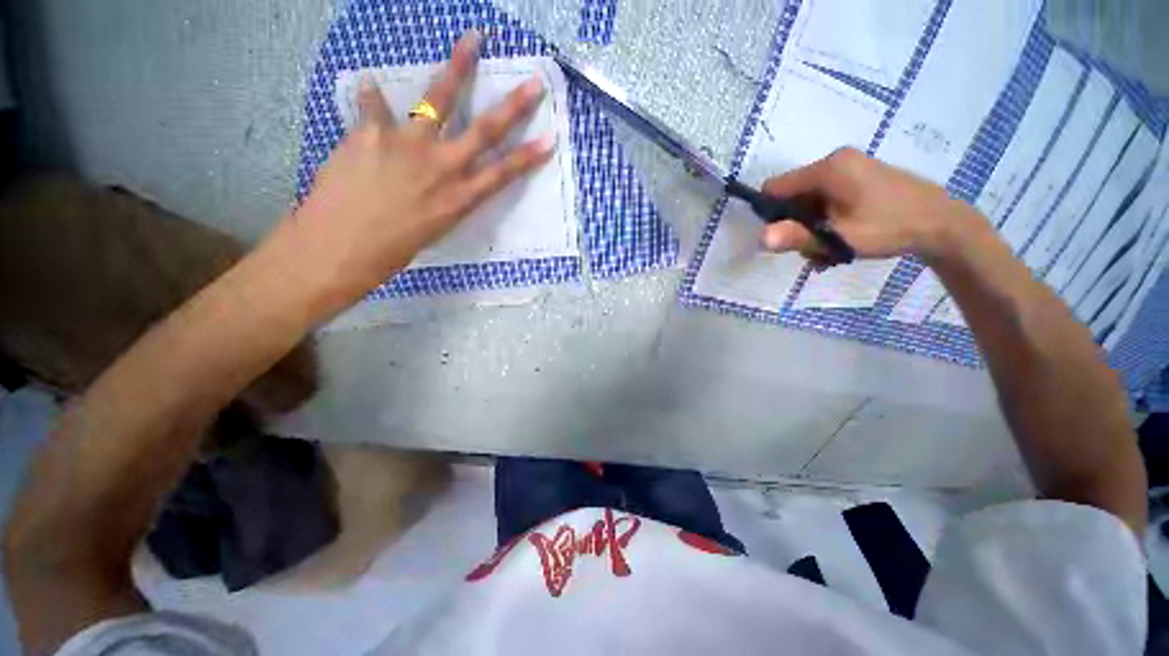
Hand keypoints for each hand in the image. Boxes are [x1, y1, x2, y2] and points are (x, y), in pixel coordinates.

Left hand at [273, 31, 554, 311]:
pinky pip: (374, 106)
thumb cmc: (390, 251)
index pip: (503, 173)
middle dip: (513, 106)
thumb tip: (439, 175)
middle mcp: (442, 168)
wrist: (339, 248)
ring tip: (471, 41)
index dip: (528, 157)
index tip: (549, 139)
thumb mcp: (432, 228)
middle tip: (533, 83)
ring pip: (439, 99)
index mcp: (459, 199)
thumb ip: (442, 198)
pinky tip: (370, 87)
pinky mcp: (371, 132)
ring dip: (458, 67)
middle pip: (485, 131)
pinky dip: (373, 97)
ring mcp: (408, 145)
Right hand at [759, 148, 981, 262]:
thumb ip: (797, 236)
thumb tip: (760, 239)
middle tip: (813, 247)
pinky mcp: (860, 177)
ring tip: (830, 248)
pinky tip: (840, 238)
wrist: (943, 224)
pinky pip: (827, 199)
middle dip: (795, 225)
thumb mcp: (839, 237)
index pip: (775, 187)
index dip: (770, 213)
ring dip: (811, 227)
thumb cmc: (889, 227)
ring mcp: (850, 168)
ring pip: (809, 201)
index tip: (785, 236)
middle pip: (792, 195)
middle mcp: (835, 161)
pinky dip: (826, 220)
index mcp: (828, 168)